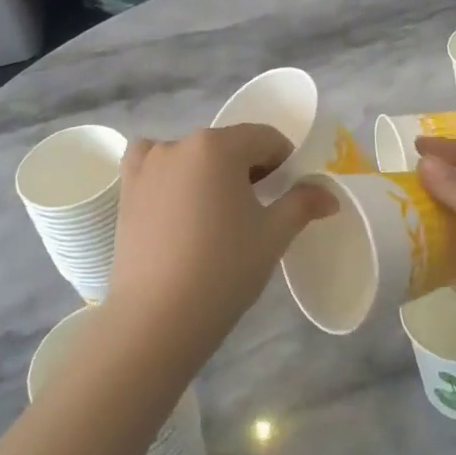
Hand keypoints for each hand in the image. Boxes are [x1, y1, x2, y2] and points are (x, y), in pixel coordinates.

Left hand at [105, 125, 336, 366]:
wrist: (160, 316)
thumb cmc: (225, 268)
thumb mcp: (274, 235)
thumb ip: (302, 204)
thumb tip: (329, 194)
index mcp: (218, 146)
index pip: (265, 139)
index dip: (285, 162)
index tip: (289, 194)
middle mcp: (178, 144)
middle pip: (227, 145)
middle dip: (248, 168)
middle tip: (257, 210)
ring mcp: (147, 166)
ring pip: (191, 155)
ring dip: (209, 172)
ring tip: (215, 213)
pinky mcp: (126, 190)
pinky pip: (151, 166)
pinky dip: (168, 173)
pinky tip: (176, 201)